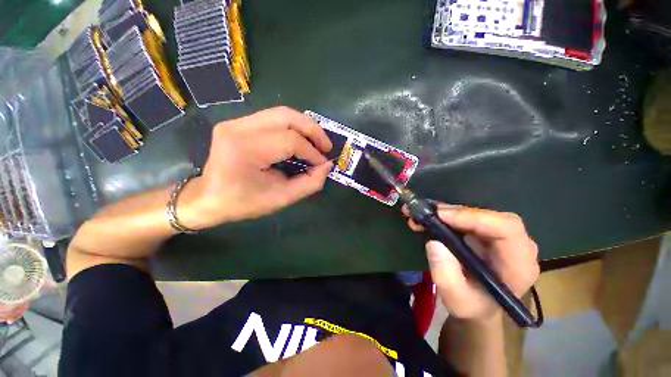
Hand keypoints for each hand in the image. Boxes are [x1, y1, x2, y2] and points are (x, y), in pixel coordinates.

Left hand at [179, 107, 332, 228]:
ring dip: (305, 126)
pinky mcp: (238, 122)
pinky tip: (300, 140)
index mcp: (245, 149)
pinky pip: (273, 118)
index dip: (312, 152)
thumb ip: (309, 183)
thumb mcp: (281, 199)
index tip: (323, 164)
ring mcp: (236, 121)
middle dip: (313, 130)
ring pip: (281, 113)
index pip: (290, 141)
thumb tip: (327, 166)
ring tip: (317, 142)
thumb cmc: (243, 202)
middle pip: (287, 116)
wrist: (208, 197)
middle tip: (326, 146)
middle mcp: (238, 128)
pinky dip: (293, 127)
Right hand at [403, 204, 539, 322]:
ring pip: (473, 213)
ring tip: (418, 214)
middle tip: (425, 213)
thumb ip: (447, 278)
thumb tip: (434, 243)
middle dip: (453, 213)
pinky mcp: (483, 231)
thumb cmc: (472, 307)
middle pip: (488, 216)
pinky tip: (426, 217)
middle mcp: (514, 244)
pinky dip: (443, 215)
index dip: (474, 217)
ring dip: (443, 212)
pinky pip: (464, 216)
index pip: (507, 228)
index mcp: (518, 264)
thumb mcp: (457, 301)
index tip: (441, 216)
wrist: (477, 305)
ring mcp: (498, 236)